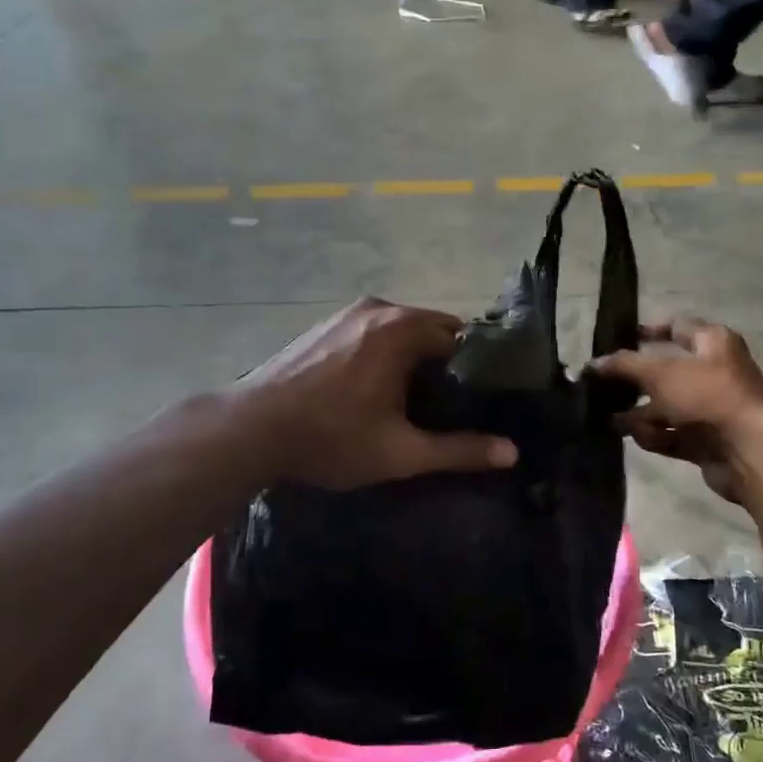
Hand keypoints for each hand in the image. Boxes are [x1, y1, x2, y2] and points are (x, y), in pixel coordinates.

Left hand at [238, 298, 517, 489]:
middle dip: (446, 363)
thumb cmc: (330, 438)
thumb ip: (459, 450)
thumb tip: (512, 453)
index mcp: (403, 330)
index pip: (463, 338)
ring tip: (416, 399)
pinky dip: (386, 352)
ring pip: (402, 330)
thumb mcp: (400, 452)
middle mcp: (380, 309)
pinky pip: (374, 331)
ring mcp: (348, 313)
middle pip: (433, 330)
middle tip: (450, 405)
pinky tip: (376, 386)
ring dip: (414, 357)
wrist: (250, 429)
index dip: (477, 369)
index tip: (481, 400)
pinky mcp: (326, 324)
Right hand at [590, 318, 762, 503]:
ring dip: (639, 413)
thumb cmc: (707, 395)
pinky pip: (673, 433)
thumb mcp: (659, 372)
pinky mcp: (707, 440)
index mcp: (713, 342)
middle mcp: (715, 372)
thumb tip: (593, 364)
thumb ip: (623, 365)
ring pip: (667, 406)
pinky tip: (632, 437)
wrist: (749, 450)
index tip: (616, 340)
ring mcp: (711, 408)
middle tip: (601, 385)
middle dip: (634, 381)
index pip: (676, 327)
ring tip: (608, 418)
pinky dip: (654, 435)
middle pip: (666, 371)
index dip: (647, 331)